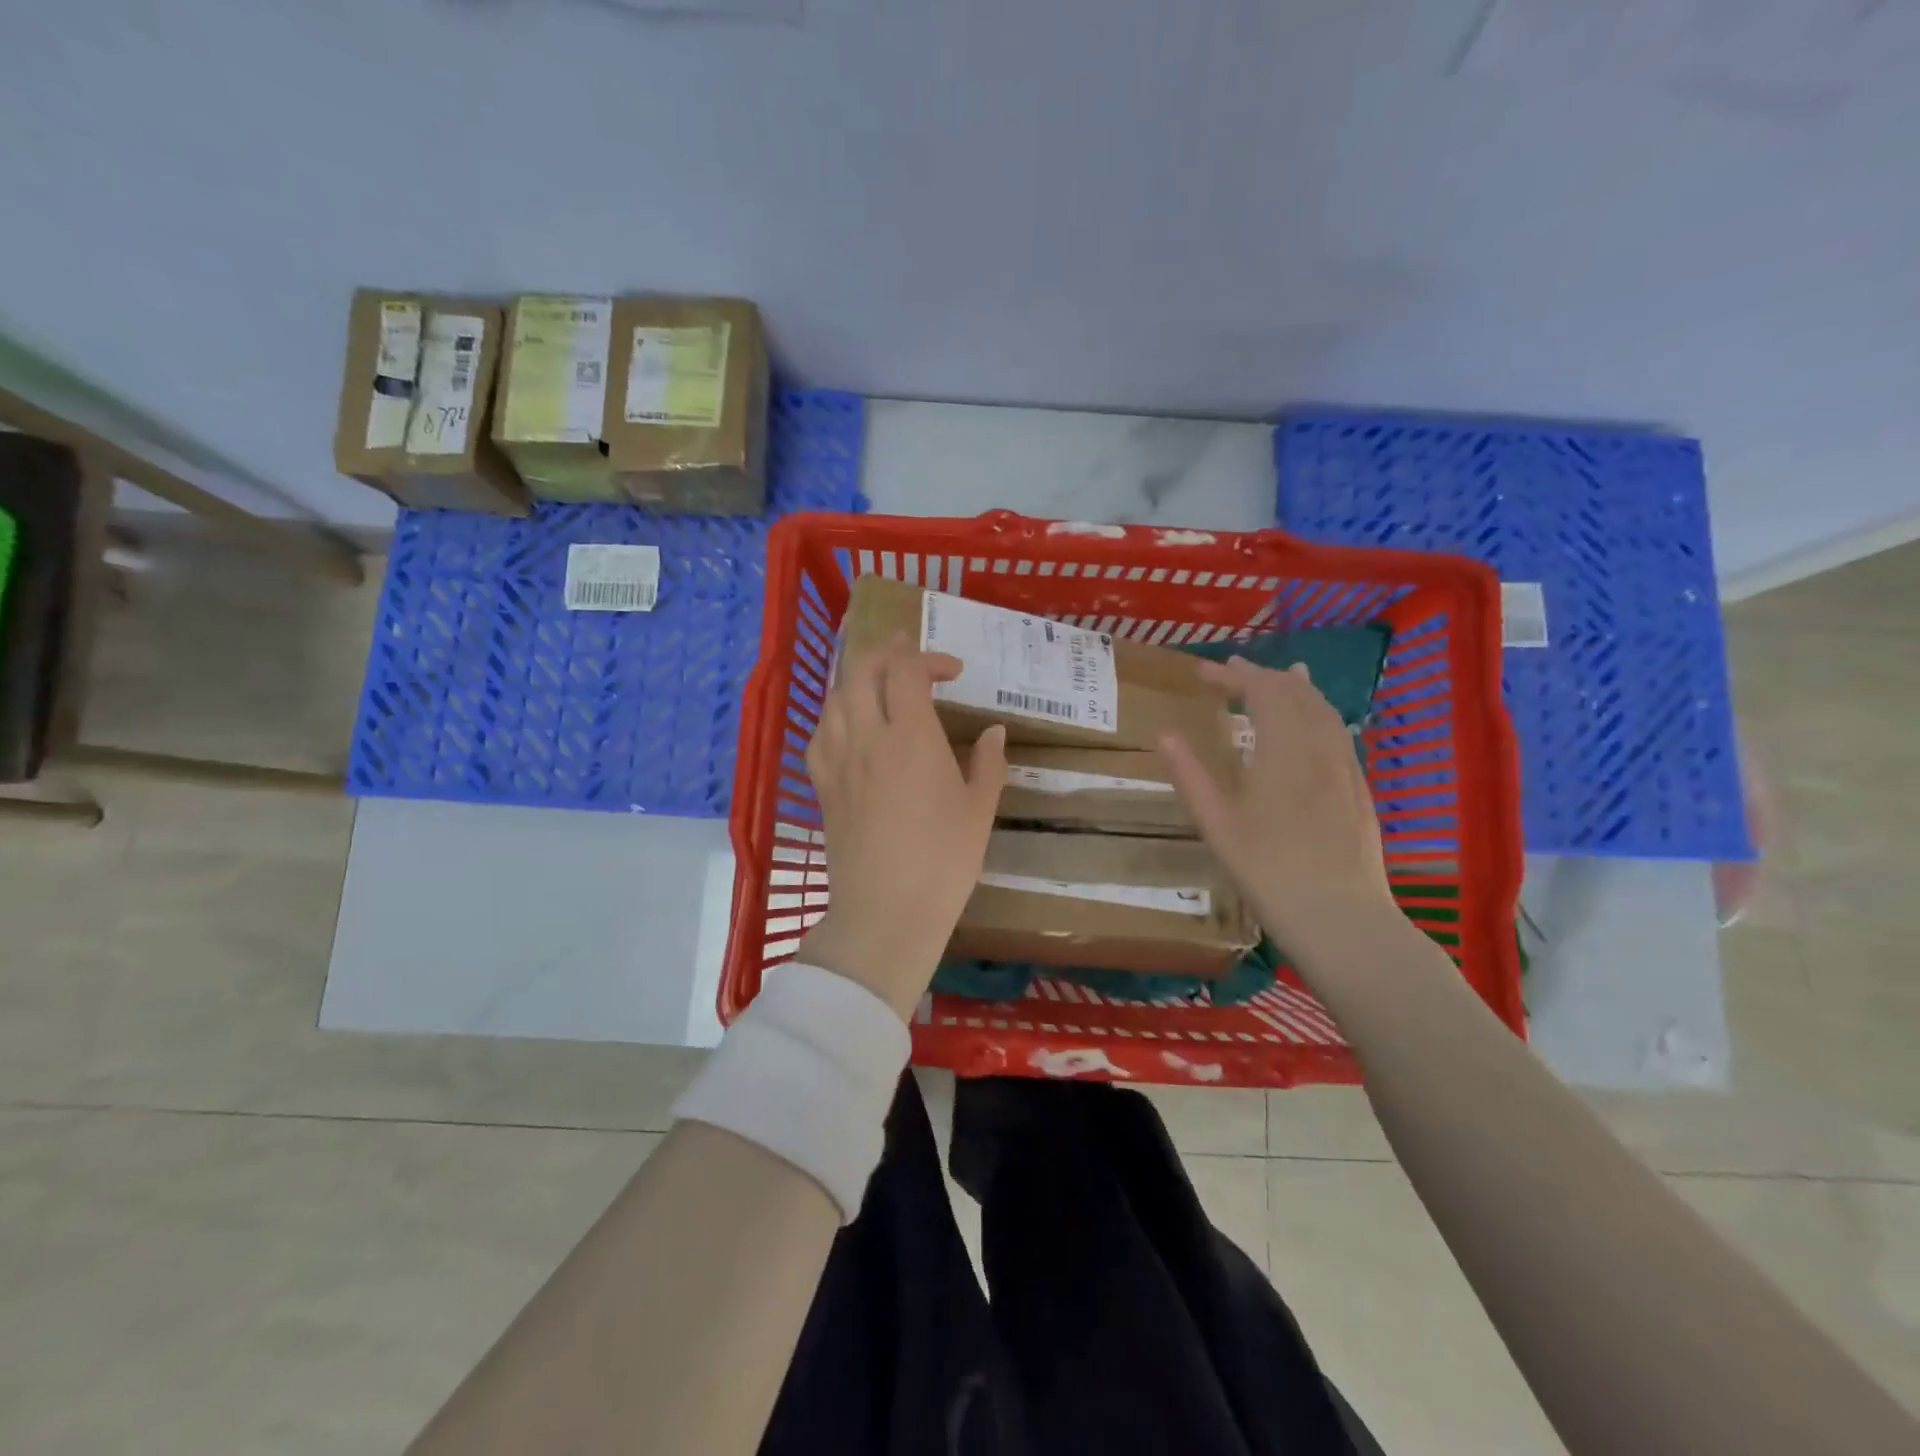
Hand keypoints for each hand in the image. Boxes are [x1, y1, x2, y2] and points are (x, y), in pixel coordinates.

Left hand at [797, 634, 1006, 1019]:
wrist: (886, 911)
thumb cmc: (944, 861)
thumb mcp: (979, 810)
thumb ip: (988, 763)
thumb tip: (994, 731)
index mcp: (911, 737)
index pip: (908, 672)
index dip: (930, 659)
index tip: (954, 672)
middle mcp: (867, 737)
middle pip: (862, 670)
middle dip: (885, 651)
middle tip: (907, 652)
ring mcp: (838, 761)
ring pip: (835, 698)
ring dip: (857, 679)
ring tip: (878, 683)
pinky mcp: (822, 787)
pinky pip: (818, 735)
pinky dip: (834, 716)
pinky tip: (848, 727)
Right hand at [1159, 657, 1402, 968]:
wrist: (1341, 918)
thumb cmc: (1268, 871)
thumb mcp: (1216, 825)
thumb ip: (1190, 774)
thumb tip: (1165, 734)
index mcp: (1284, 750)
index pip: (1261, 691)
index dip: (1232, 674)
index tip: (1201, 671)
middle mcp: (1320, 747)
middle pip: (1296, 692)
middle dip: (1262, 675)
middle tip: (1231, 671)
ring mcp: (1346, 767)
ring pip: (1324, 709)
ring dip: (1295, 688)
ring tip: (1278, 677)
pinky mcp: (1359, 788)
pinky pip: (1338, 732)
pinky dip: (1318, 712)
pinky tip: (1312, 725)